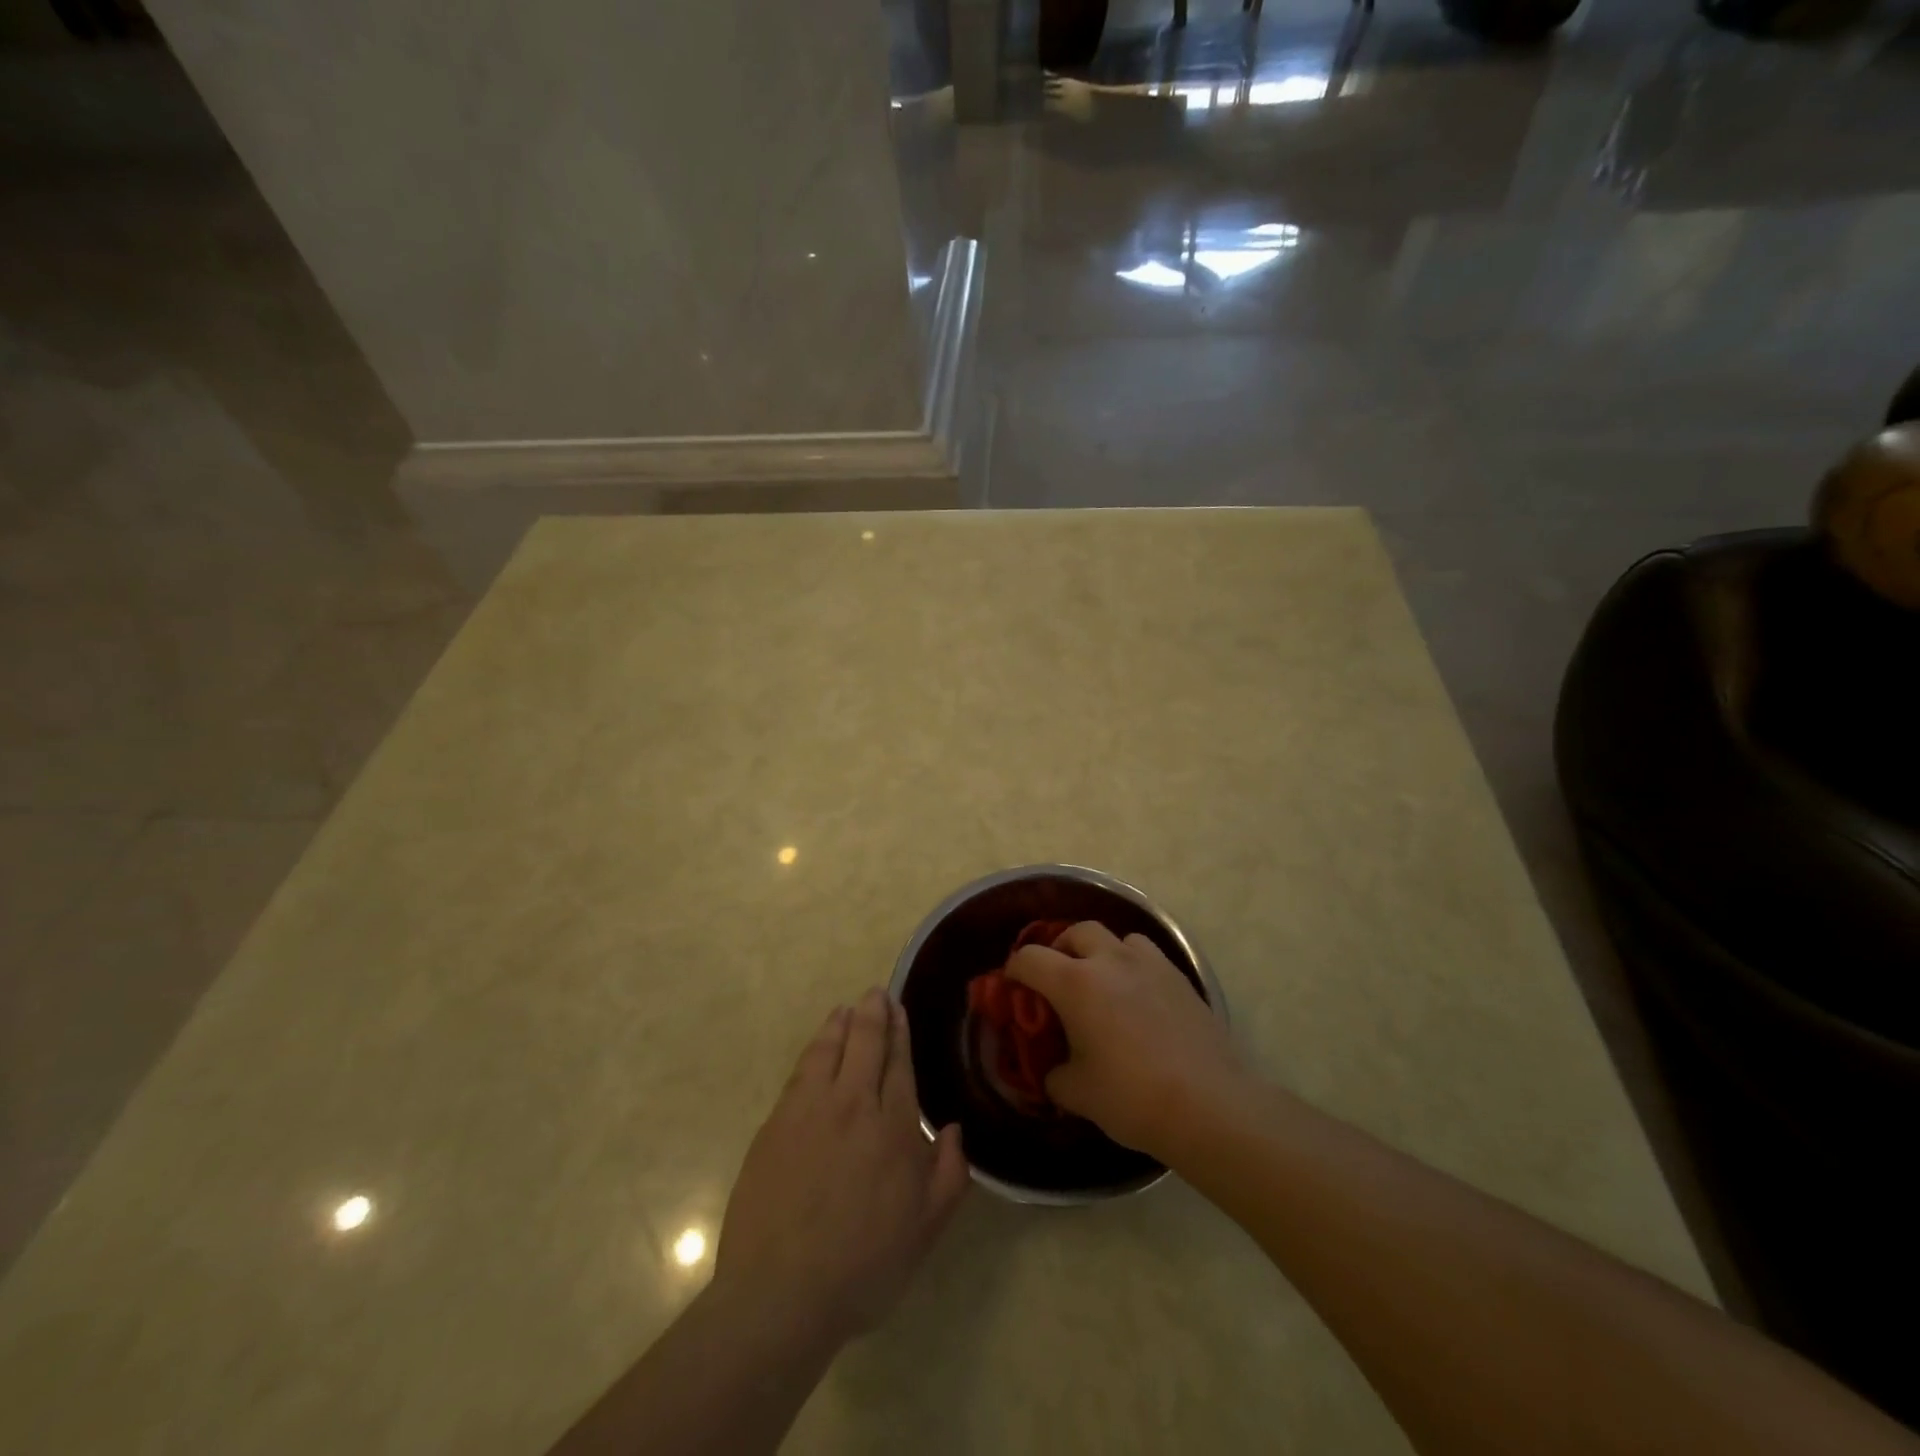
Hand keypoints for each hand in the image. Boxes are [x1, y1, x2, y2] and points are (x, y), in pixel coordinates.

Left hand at [713, 988, 969, 1349]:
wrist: (780, 1293)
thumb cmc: (863, 1265)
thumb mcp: (925, 1230)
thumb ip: (949, 1175)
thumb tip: (953, 1129)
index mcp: (893, 1127)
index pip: (898, 1064)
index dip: (899, 1033)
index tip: (898, 1008)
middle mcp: (853, 1105)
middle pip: (864, 1044)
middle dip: (872, 1014)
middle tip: (876, 993)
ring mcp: (809, 1110)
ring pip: (828, 1050)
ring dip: (840, 1024)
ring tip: (847, 1008)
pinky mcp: (776, 1124)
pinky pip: (800, 1072)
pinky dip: (813, 1050)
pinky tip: (816, 1048)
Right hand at [1006, 922, 1242, 1156]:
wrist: (1209, 1105)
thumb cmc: (1132, 1097)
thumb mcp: (1077, 1093)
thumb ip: (1053, 1075)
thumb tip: (1051, 1070)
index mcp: (1075, 983)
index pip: (1030, 958)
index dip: (1014, 971)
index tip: (1013, 988)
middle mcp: (1110, 960)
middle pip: (1076, 932)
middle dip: (1060, 949)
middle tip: (1058, 979)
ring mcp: (1150, 965)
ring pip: (1117, 938)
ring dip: (1102, 952)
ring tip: (1102, 983)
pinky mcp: (1180, 978)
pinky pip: (1148, 956)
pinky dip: (1133, 966)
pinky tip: (1138, 998)